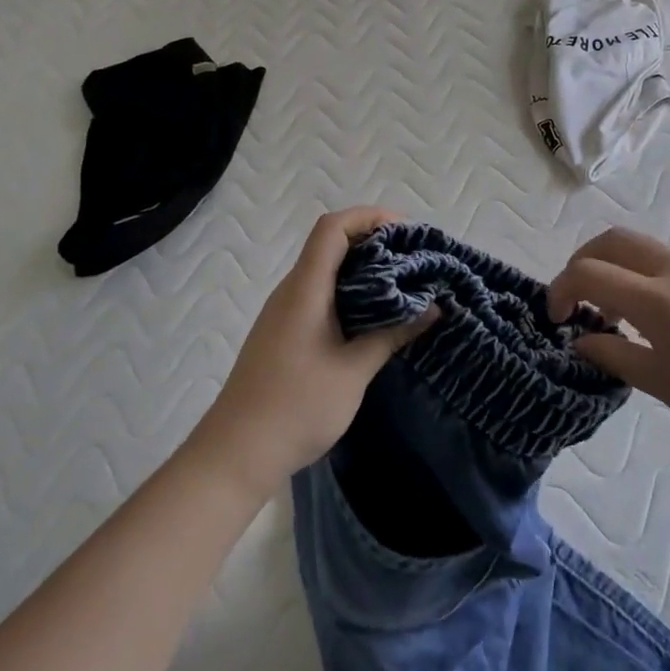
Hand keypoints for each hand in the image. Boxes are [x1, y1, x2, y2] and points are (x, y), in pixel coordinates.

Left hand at [189, 208, 436, 500]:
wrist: (236, 453)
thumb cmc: (296, 407)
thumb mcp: (353, 371)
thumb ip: (392, 334)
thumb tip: (433, 308)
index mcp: (305, 289)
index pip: (333, 228)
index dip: (369, 217)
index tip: (407, 231)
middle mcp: (291, 291)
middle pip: (330, 244)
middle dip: (374, 242)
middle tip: (415, 259)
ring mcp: (284, 312)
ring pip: (325, 270)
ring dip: (363, 269)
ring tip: (403, 285)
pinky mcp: (284, 332)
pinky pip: (320, 294)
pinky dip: (350, 292)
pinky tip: (374, 316)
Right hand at [547, 227, 669, 476]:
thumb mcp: (661, 385)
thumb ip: (612, 354)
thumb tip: (581, 339)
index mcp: (662, 301)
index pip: (590, 273)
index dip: (561, 288)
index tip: (557, 315)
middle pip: (618, 240)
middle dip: (586, 260)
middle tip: (580, 295)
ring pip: (656, 256)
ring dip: (629, 276)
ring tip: (635, 323)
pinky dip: (667, 287)